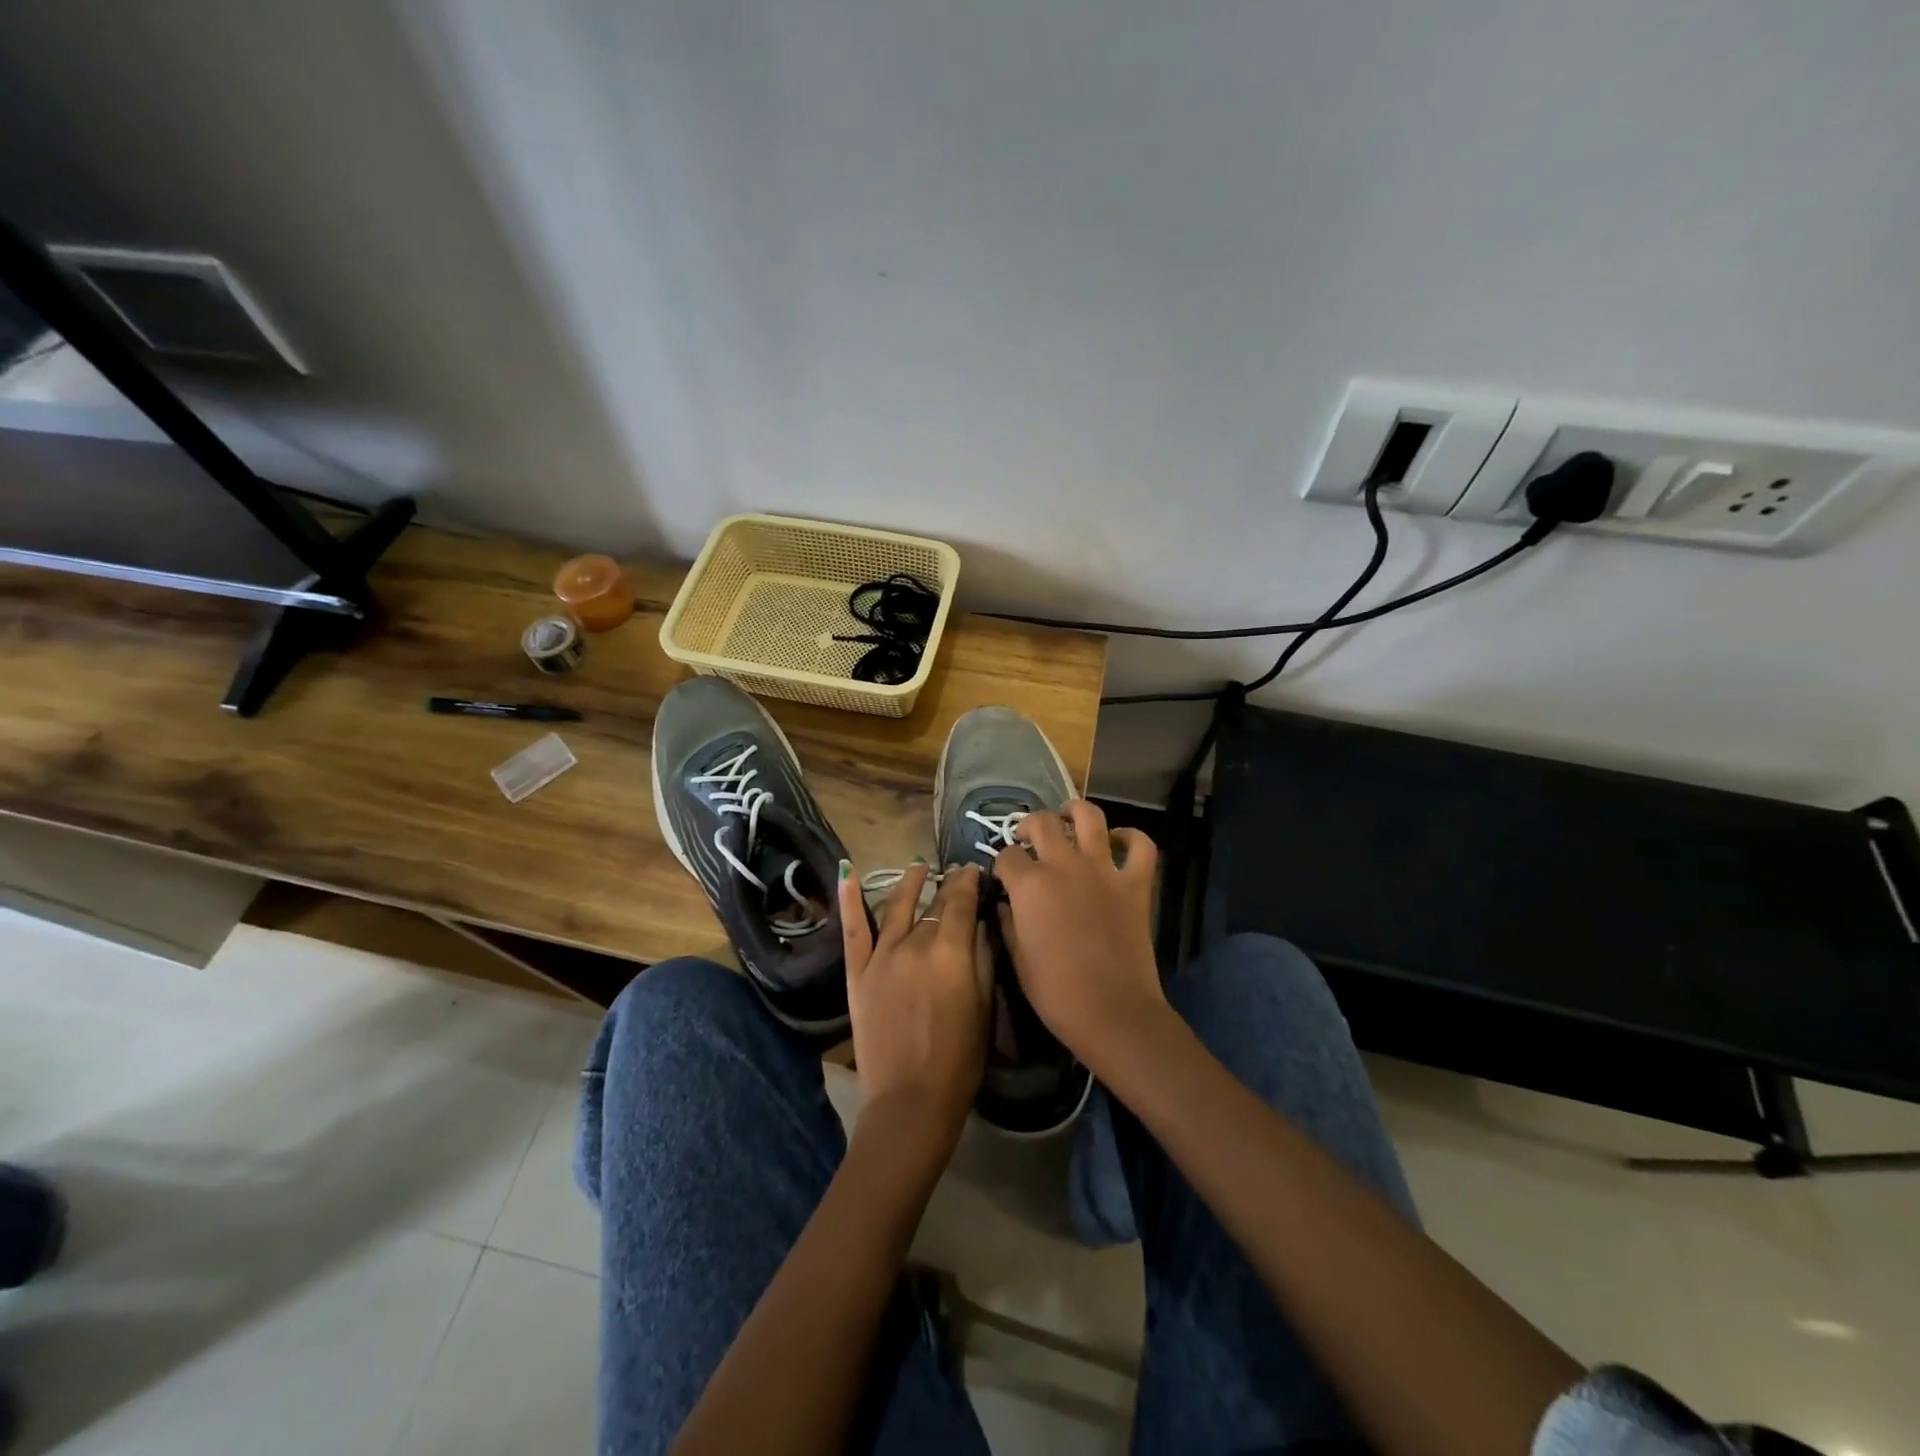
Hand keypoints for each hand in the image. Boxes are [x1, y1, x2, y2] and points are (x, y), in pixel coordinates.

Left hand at [839, 861, 992, 1142]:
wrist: (910, 1100)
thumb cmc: (960, 1059)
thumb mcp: (986, 1006)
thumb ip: (983, 958)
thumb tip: (981, 922)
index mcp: (950, 950)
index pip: (960, 900)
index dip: (968, 882)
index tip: (973, 871)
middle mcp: (914, 943)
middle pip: (932, 906)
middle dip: (947, 888)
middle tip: (956, 877)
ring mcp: (882, 956)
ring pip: (897, 907)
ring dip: (909, 884)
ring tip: (918, 869)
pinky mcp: (858, 973)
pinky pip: (854, 930)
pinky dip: (850, 901)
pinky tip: (848, 875)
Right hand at [993, 800, 1164, 1068]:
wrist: (1112, 1011)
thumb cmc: (1055, 992)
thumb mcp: (1016, 959)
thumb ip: (1008, 924)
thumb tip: (1007, 905)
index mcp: (1030, 885)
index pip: (1007, 856)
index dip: (1002, 864)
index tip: (1003, 876)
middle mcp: (1064, 865)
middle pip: (1042, 823)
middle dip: (1028, 826)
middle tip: (1028, 838)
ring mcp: (1103, 870)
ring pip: (1090, 817)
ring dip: (1075, 811)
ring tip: (1068, 818)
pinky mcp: (1135, 884)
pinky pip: (1141, 846)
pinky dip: (1131, 838)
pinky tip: (1118, 842)